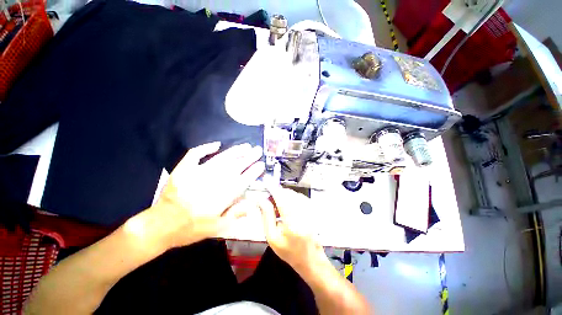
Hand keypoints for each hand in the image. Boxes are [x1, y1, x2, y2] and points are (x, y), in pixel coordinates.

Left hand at [153, 142, 264, 247]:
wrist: (162, 225)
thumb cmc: (192, 228)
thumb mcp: (217, 228)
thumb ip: (235, 215)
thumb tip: (251, 205)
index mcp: (224, 195)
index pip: (244, 179)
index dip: (254, 171)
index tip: (261, 164)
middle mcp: (215, 181)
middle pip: (236, 166)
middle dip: (249, 157)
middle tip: (258, 150)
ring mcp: (198, 172)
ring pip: (222, 158)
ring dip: (235, 151)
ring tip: (245, 146)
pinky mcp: (184, 169)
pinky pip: (196, 154)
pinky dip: (206, 148)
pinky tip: (216, 144)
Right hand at [258, 186, 325, 272]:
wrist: (309, 259)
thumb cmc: (288, 251)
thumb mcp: (272, 238)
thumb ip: (267, 217)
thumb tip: (262, 200)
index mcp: (292, 224)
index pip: (282, 200)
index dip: (274, 190)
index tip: (267, 183)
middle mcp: (303, 215)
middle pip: (290, 194)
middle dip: (279, 192)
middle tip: (271, 197)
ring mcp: (311, 212)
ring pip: (295, 194)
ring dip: (285, 194)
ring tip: (278, 203)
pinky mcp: (313, 211)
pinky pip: (301, 198)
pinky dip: (293, 197)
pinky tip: (288, 204)